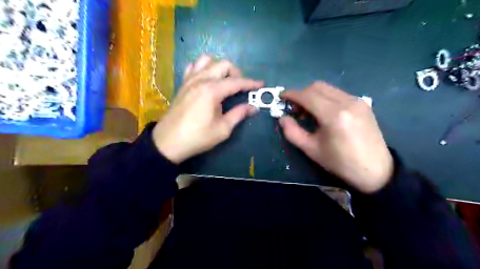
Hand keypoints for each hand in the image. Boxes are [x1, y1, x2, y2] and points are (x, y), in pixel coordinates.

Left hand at [153, 55, 261, 162]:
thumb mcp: (223, 129)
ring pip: (207, 60)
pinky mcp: (183, 84)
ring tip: (224, 82)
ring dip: (220, 68)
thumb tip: (254, 107)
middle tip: (241, 88)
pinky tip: (206, 80)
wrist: (168, 142)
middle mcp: (201, 80)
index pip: (236, 82)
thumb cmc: (198, 137)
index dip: (251, 83)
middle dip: (236, 73)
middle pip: (223, 64)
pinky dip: (203, 68)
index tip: (261, 84)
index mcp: (212, 90)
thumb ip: (239, 114)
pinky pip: (194, 67)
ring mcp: (190, 80)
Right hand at [280, 82, 391, 192]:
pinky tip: (324, 113)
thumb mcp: (311, 149)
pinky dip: (325, 98)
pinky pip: (338, 93)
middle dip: (302, 94)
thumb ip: (292, 132)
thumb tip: (282, 118)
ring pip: (328, 88)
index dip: (291, 94)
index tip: (281, 96)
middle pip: (317, 87)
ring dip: (313, 95)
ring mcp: (357, 100)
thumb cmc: (340, 163)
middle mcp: (347, 102)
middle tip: (294, 108)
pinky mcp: (363, 103)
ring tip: (308, 113)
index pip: (308, 96)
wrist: (376, 170)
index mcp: (333, 115)